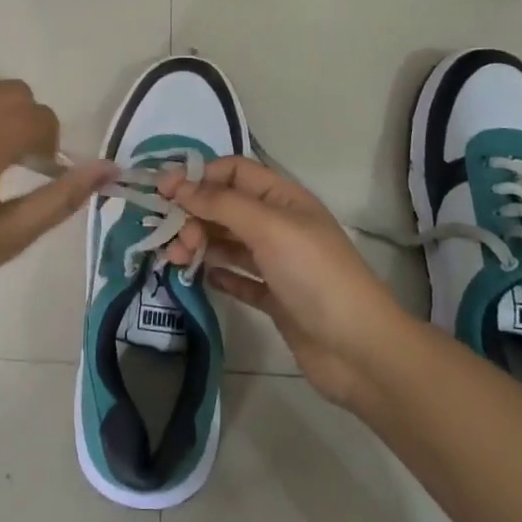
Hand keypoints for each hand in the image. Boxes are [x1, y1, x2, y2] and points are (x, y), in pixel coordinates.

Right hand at [158, 157, 405, 408]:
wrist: (359, 350)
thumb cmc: (315, 275)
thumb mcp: (269, 228)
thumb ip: (222, 203)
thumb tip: (178, 185)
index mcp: (284, 199)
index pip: (235, 172)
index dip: (199, 176)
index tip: (163, 192)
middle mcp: (280, 225)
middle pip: (226, 207)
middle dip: (194, 215)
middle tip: (172, 240)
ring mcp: (278, 263)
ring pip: (228, 242)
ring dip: (200, 244)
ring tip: (176, 261)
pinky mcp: (275, 298)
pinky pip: (238, 278)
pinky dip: (218, 274)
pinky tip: (201, 278)